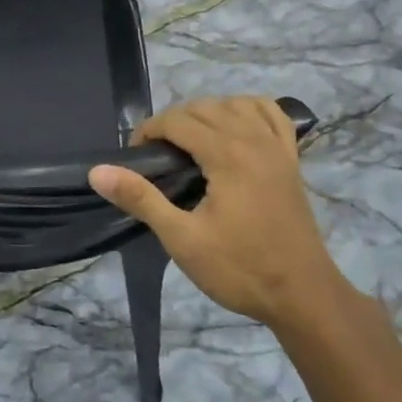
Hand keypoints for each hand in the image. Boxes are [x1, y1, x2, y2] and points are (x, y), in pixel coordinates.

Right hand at [89, 98, 343, 329]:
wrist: (303, 297)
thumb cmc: (240, 269)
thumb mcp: (182, 239)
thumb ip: (141, 199)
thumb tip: (97, 171)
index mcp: (227, 155)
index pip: (177, 121)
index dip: (149, 131)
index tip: (134, 157)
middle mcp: (254, 140)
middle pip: (204, 107)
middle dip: (173, 122)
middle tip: (156, 158)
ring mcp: (277, 148)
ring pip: (235, 104)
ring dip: (207, 113)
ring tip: (190, 143)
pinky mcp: (291, 160)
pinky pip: (271, 114)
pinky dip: (249, 110)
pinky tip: (236, 127)